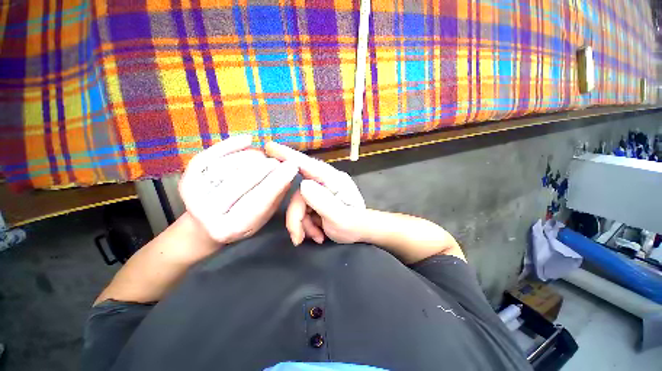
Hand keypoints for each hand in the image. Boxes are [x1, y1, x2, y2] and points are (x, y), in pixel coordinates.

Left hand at [179, 136, 297, 244]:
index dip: (278, 181)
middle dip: (268, 166)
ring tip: (266, 159)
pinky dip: (231, 145)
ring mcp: (193, 194)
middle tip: (281, 161)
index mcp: (230, 227)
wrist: (203, 227)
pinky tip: (248, 140)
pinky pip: (211, 155)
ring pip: (231, 165)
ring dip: (255, 157)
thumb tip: (287, 176)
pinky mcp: (186, 178)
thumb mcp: (262, 218)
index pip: (260, 200)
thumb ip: (275, 198)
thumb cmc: (240, 223)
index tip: (293, 166)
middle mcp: (208, 212)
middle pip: (244, 180)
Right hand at [265, 142, 365, 245]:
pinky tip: (317, 233)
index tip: (269, 146)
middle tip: (299, 238)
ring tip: (316, 237)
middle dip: (297, 217)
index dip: (288, 156)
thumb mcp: (340, 218)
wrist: (359, 231)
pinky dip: (306, 224)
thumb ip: (322, 201)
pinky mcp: (317, 198)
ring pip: (299, 204)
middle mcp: (325, 181)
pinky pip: (303, 209)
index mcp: (333, 180)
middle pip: (299, 194)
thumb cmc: (354, 225)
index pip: (308, 165)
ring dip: (303, 224)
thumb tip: (302, 185)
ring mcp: (320, 190)